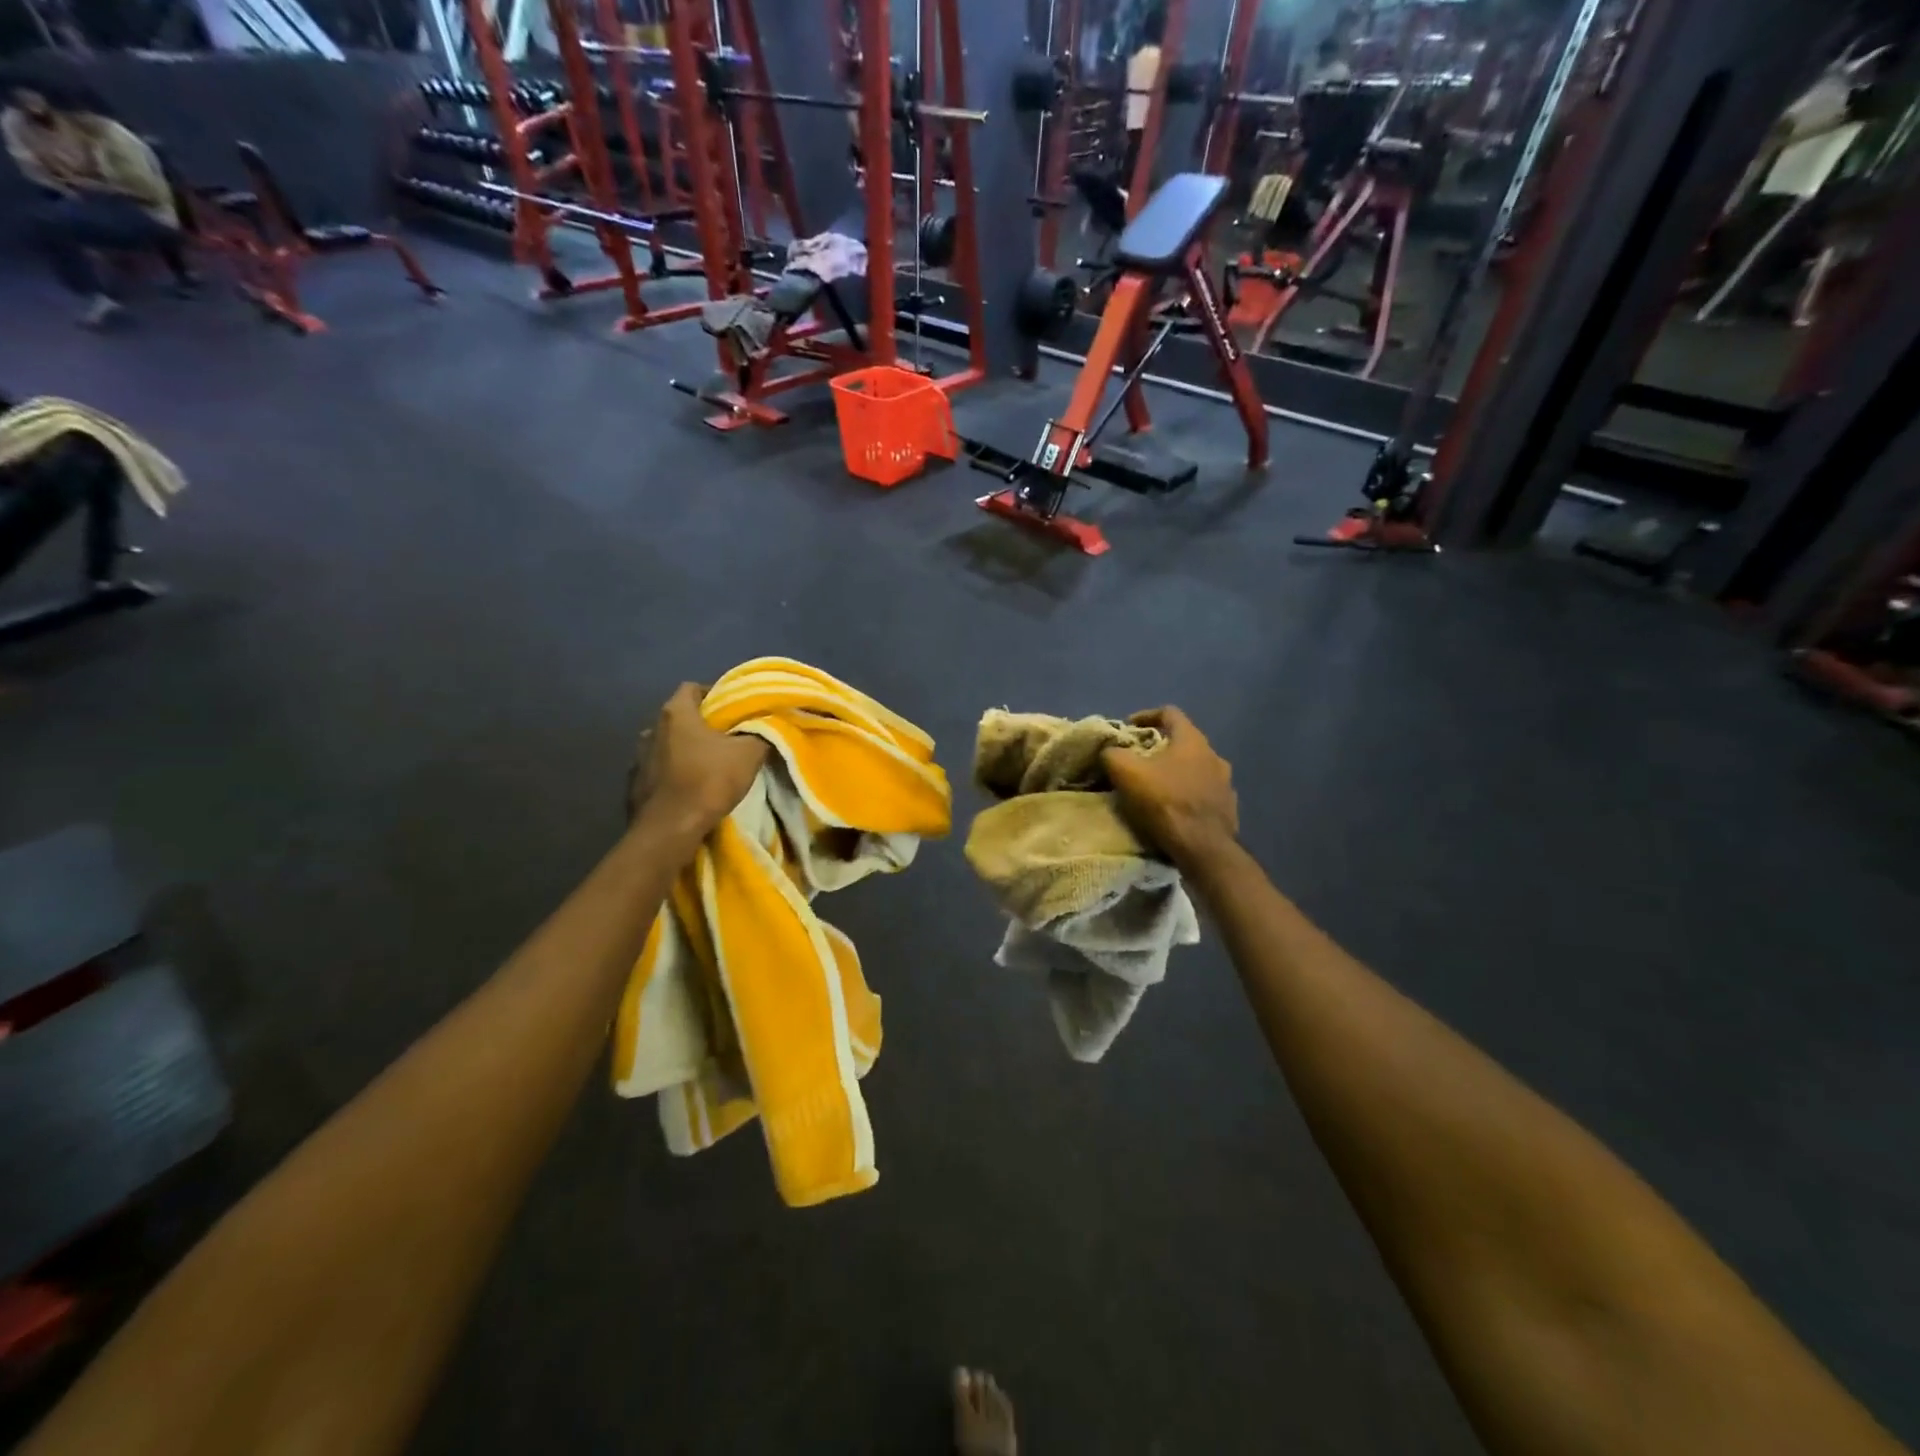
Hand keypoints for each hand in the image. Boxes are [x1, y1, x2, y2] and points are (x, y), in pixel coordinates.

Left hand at [629, 683, 767, 842]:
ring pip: (668, 744)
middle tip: (727, 737)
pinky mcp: (634, 784)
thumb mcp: (749, 754)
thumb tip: (767, 726)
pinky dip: (673, 772)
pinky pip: (658, 769)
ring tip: (708, 763)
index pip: (692, 688)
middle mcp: (651, 728)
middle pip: (680, 717)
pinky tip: (689, 786)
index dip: (714, 694)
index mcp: (675, 713)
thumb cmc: (708, 781)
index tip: (733, 709)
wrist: (669, 829)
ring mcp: (638, 757)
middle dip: (702, 724)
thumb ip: (760, 734)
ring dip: (685, 749)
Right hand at [1102, 707, 1237, 869]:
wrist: (1203, 847)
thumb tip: (1109, 751)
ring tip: (1156, 787)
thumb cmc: (1165, 801)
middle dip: (1160, 748)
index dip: (1146, 715)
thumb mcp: (1126, 772)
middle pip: (1183, 742)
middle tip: (1139, 760)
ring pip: (1196, 769)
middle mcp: (1214, 755)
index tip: (1129, 727)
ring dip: (1176, 772)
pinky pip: (1204, 793)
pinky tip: (1174, 809)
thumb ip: (1113, 754)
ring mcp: (1225, 783)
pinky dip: (1187, 794)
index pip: (1169, 713)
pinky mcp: (1228, 808)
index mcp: (1192, 740)